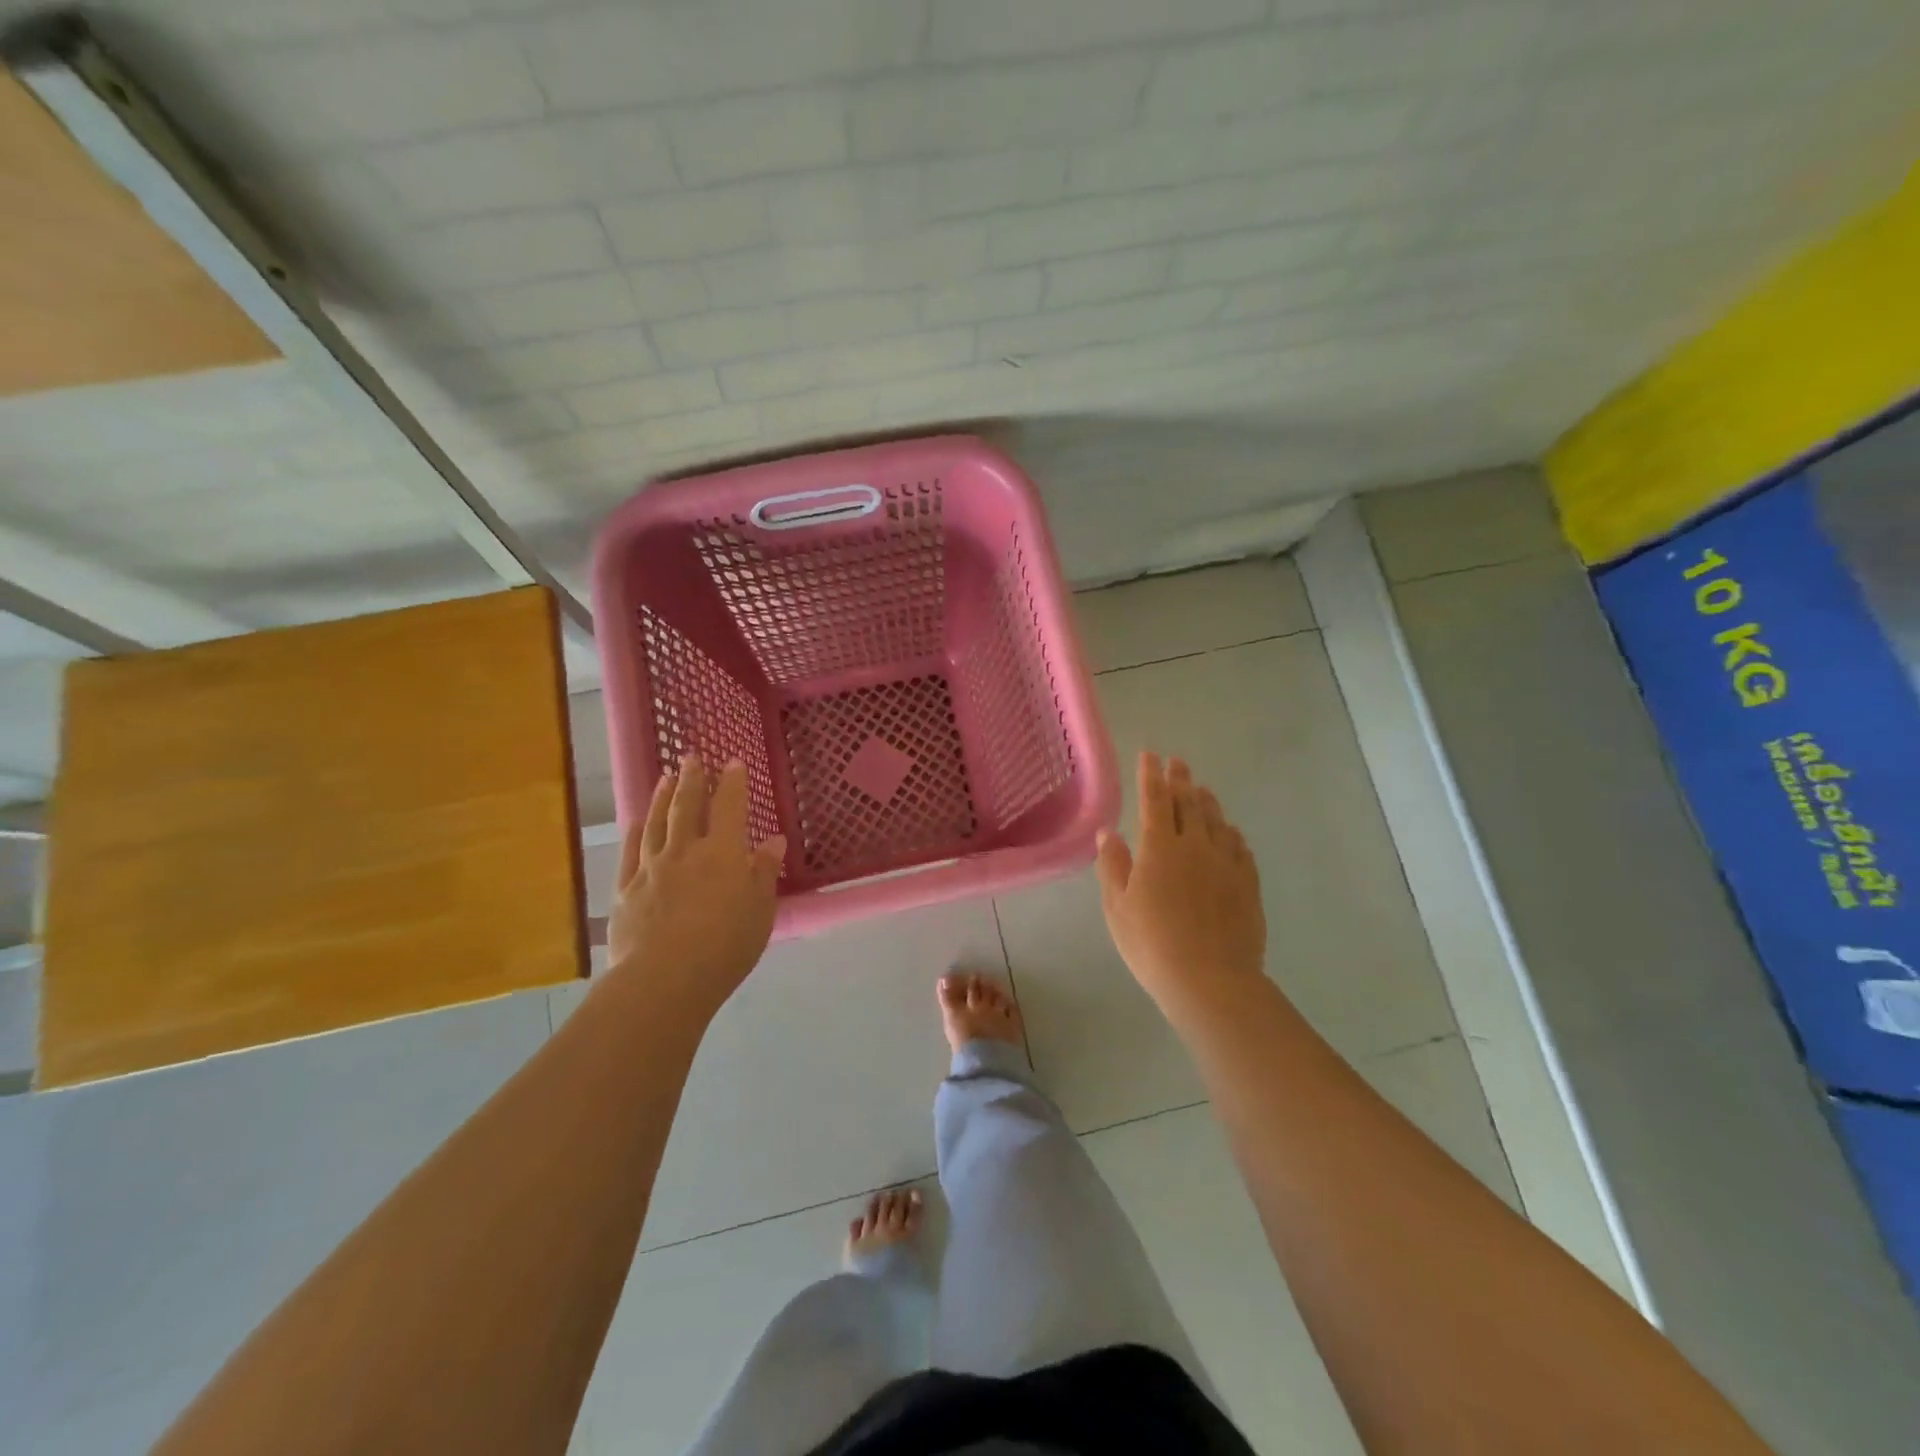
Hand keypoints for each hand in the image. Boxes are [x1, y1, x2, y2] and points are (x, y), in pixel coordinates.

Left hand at [605, 755, 786, 1019]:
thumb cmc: (725, 947)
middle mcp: (686, 851)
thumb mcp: (760, 911)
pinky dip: (635, 833)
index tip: (733, 762)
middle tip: (691, 757)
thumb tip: (773, 841)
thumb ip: (763, 873)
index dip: (733, 782)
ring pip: (656, 823)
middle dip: (693, 779)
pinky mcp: (626, 890)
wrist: (664, 979)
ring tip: (665, 777)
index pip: (730, 807)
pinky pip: (631, 853)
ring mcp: (651, 868)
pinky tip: (636, 823)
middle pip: (688, 807)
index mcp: (724, 853)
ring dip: (662, 797)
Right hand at [1096, 752, 1265, 1018]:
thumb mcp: (1117, 907)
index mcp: (1159, 847)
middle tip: (1178, 762)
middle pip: (1189, 803)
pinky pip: (1239, 847)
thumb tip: (1108, 832)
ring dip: (1207, 801)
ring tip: (1202, 789)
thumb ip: (1113, 865)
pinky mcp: (1247, 884)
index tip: (1149, 755)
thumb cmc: (1152, 944)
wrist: (1210, 980)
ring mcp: (1226, 863)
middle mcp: (1195, 845)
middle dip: (1180, 780)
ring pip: (1217, 821)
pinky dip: (1231, 832)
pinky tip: (1229, 832)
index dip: (1150, 776)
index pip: (1154, 800)